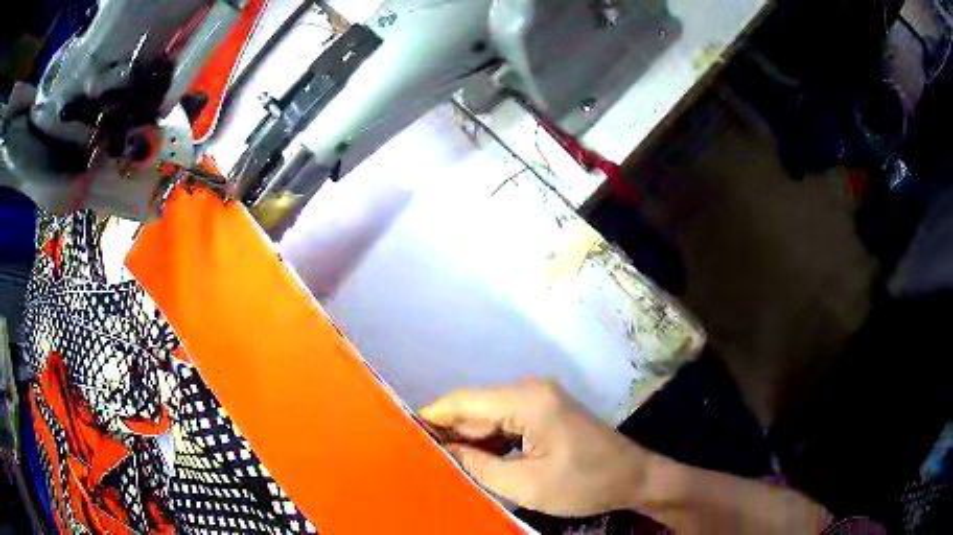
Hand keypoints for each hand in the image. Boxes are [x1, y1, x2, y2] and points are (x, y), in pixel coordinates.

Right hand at [419, 379, 650, 516]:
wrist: (634, 477)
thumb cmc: (584, 483)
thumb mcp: (526, 485)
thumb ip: (478, 467)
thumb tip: (443, 452)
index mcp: (526, 400)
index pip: (464, 402)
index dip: (432, 415)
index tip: (402, 432)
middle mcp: (530, 390)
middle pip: (475, 409)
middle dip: (448, 432)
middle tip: (419, 457)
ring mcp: (540, 400)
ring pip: (489, 417)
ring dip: (468, 440)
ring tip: (440, 462)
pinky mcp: (546, 413)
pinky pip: (506, 424)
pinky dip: (489, 442)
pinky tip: (473, 461)